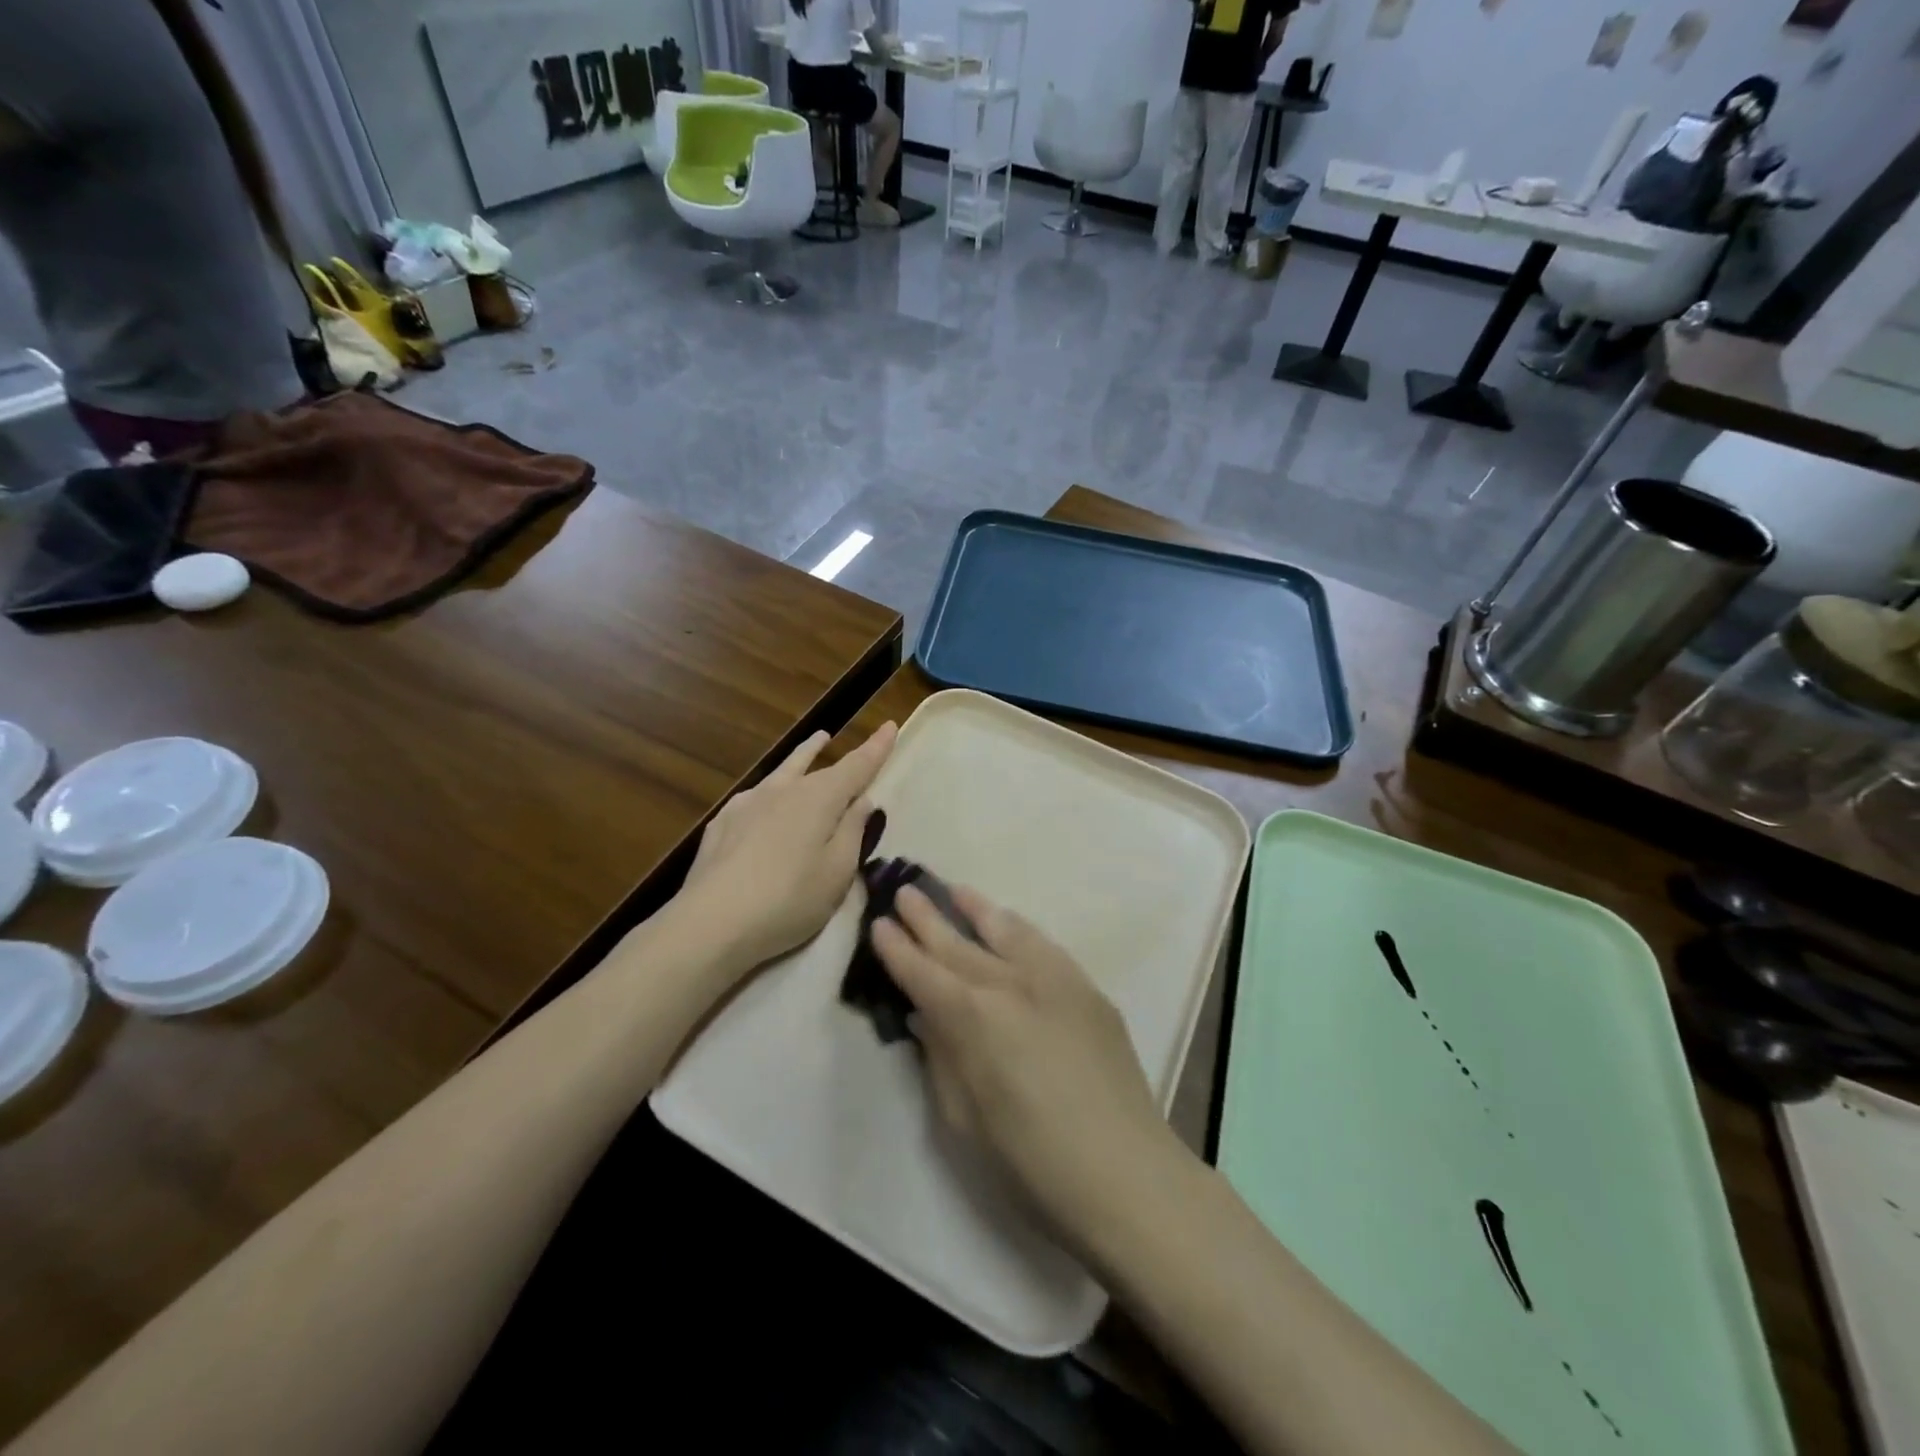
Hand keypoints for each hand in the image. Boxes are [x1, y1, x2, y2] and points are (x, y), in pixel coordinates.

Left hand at [679, 723, 895, 974]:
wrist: (711, 922)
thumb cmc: (789, 900)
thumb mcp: (837, 873)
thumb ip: (852, 832)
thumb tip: (861, 801)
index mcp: (819, 798)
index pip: (856, 766)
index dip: (876, 748)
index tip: (890, 726)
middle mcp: (783, 790)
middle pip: (814, 763)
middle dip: (831, 751)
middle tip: (838, 738)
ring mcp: (747, 803)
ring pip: (782, 771)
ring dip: (801, 756)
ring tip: (814, 742)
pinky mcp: (722, 824)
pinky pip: (755, 796)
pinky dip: (770, 790)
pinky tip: (765, 801)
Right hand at [872, 885, 1180, 1254]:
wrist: (1126, 1173)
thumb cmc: (1032, 1162)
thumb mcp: (965, 1119)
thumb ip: (942, 1057)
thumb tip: (928, 1017)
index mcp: (974, 1019)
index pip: (924, 974)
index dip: (898, 950)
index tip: (879, 924)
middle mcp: (1010, 984)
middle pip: (959, 944)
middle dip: (927, 919)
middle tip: (904, 892)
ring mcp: (1053, 979)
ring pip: (1004, 930)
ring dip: (975, 909)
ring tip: (952, 890)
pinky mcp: (1086, 988)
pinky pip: (1043, 944)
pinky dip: (1018, 928)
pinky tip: (1008, 922)